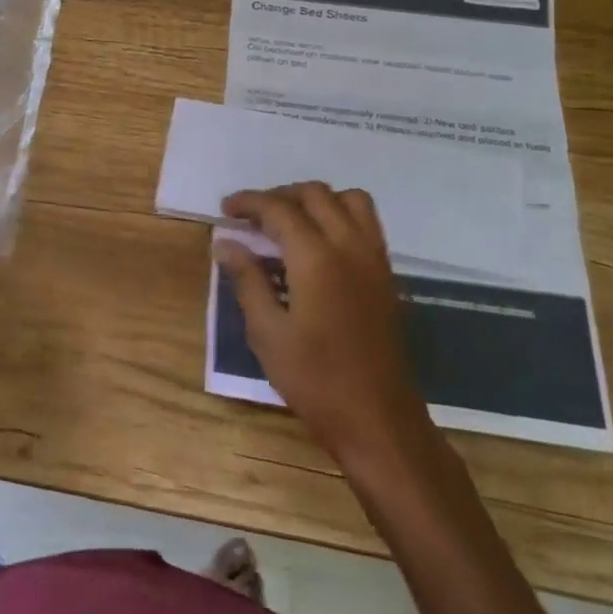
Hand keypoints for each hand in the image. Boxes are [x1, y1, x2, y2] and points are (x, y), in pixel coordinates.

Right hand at [217, 182, 435, 461]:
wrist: (378, 418)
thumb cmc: (315, 380)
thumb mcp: (267, 333)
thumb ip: (247, 280)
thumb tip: (225, 242)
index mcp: (317, 257)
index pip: (279, 209)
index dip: (249, 203)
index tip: (226, 209)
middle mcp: (350, 245)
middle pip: (315, 194)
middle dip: (280, 196)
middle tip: (252, 217)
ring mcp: (374, 258)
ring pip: (348, 199)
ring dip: (316, 200)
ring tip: (289, 222)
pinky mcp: (387, 274)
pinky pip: (365, 222)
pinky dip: (339, 215)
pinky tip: (318, 245)